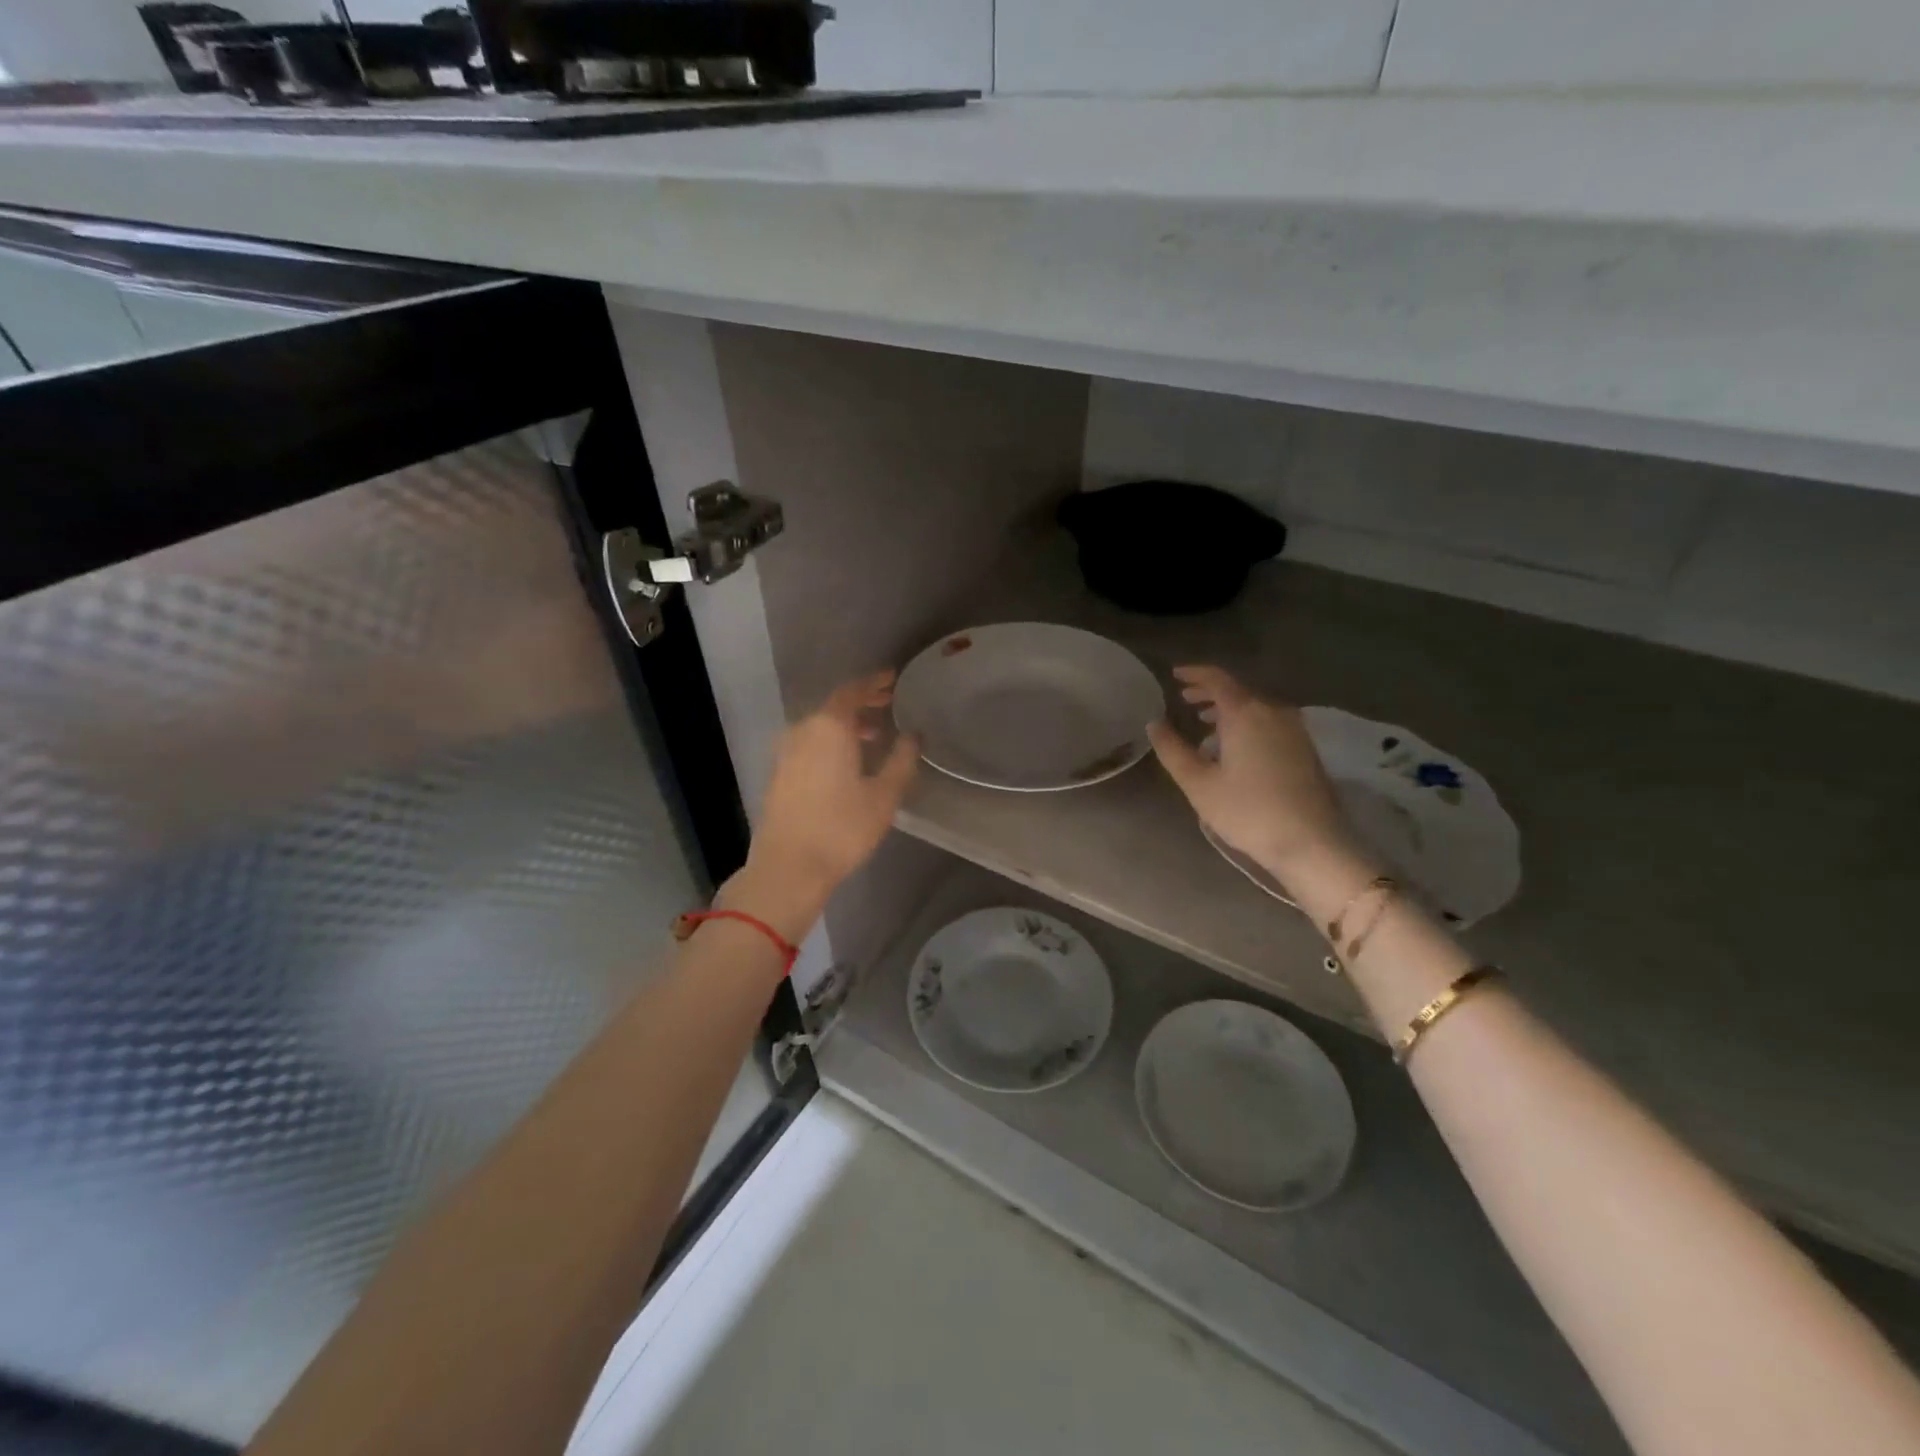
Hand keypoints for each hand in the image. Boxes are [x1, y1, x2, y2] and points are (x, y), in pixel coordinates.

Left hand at [730, 671, 920, 938]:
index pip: (852, 692)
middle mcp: (802, 731)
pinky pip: (809, 744)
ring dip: (846, 726)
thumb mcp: (883, 795)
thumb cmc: (842, 828)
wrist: (788, 867)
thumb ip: (901, 759)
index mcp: (828, 727)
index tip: (892, 679)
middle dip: (861, 704)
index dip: (873, 684)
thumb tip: (913, 735)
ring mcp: (785, 753)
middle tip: (887, 704)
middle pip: (834, 708)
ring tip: (872, 736)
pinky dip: (830, 743)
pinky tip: (846, 762)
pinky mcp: (779, 775)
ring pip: (820, 728)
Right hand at [1147, 665, 1356, 879]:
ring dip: (1228, 709)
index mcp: (1245, 713)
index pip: (1217, 679)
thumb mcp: (1198, 783)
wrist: (1311, 842)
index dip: (1194, 673)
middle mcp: (1273, 711)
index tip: (1174, 675)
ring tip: (1205, 723)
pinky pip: (1269, 721)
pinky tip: (1234, 745)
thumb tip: (1154, 724)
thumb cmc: (1247, 811)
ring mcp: (1294, 728)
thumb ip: (1173, 750)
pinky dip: (1246, 722)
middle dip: (1209, 691)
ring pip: (1255, 706)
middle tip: (1185, 699)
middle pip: (1238, 690)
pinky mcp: (1305, 747)